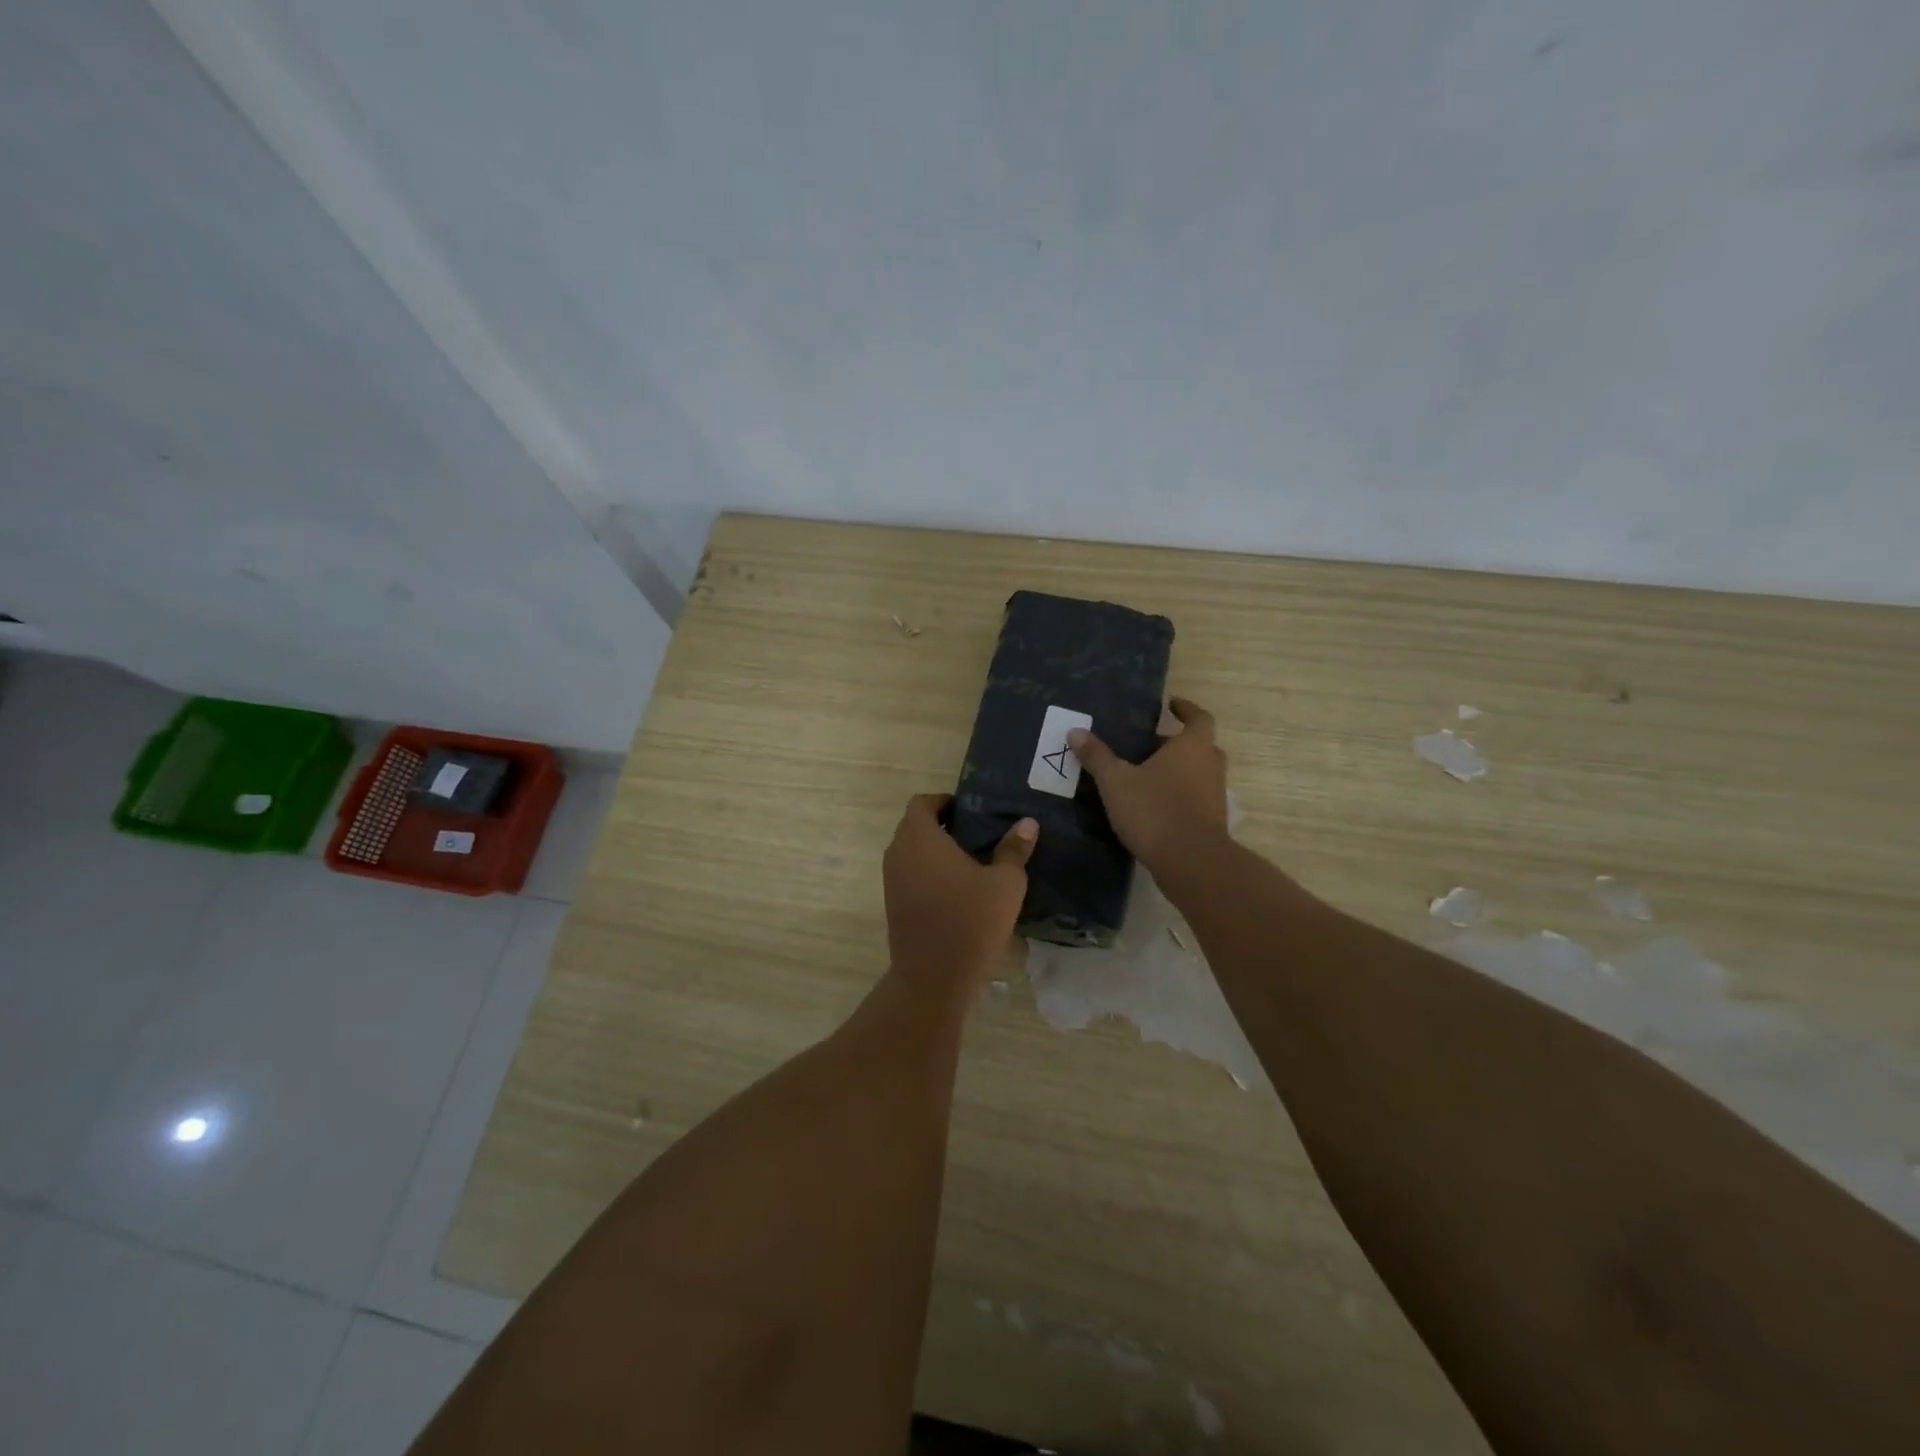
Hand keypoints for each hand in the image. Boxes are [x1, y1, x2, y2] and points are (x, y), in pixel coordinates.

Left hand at [882, 794, 1036, 994]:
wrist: (933, 979)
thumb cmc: (970, 922)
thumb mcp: (1005, 884)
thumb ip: (1014, 850)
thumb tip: (1028, 823)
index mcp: (920, 838)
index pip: (921, 803)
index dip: (943, 801)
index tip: (969, 811)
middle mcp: (899, 853)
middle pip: (913, 825)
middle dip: (940, 824)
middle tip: (974, 834)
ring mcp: (892, 880)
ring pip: (910, 851)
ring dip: (932, 850)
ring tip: (969, 861)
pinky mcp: (893, 904)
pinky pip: (908, 873)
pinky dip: (926, 871)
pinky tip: (956, 889)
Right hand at [1068, 697, 1230, 876]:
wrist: (1191, 862)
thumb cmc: (1155, 810)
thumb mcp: (1116, 781)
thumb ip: (1097, 756)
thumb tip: (1075, 731)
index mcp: (1192, 747)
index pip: (1198, 717)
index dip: (1186, 709)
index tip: (1171, 705)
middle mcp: (1210, 765)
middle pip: (1198, 746)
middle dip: (1174, 744)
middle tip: (1146, 746)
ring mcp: (1215, 795)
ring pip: (1198, 773)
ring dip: (1177, 771)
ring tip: (1145, 776)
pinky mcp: (1212, 821)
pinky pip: (1196, 798)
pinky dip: (1179, 796)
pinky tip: (1152, 806)